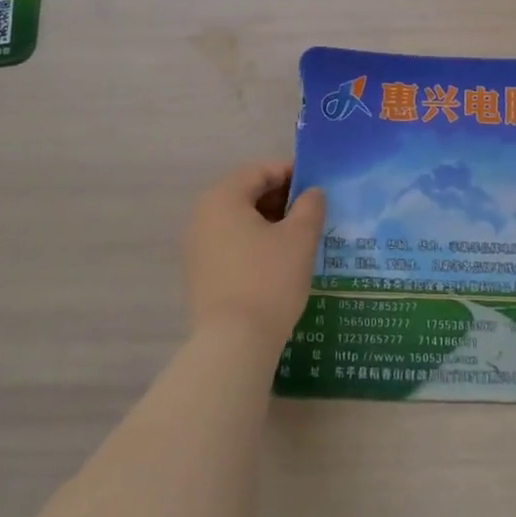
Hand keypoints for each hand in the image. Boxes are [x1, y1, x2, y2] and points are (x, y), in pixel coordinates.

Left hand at [184, 160, 326, 355]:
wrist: (234, 346)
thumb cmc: (269, 279)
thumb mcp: (300, 237)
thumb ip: (310, 205)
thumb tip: (312, 193)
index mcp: (223, 197)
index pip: (261, 170)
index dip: (292, 173)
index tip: (318, 186)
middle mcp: (203, 216)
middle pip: (248, 193)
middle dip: (282, 198)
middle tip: (312, 212)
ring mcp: (197, 248)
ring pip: (240, 221)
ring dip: (270, 222)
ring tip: (300, 237)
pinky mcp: (200, 275)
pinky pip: (232, 244)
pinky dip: (256, 243)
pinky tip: (279, 261)